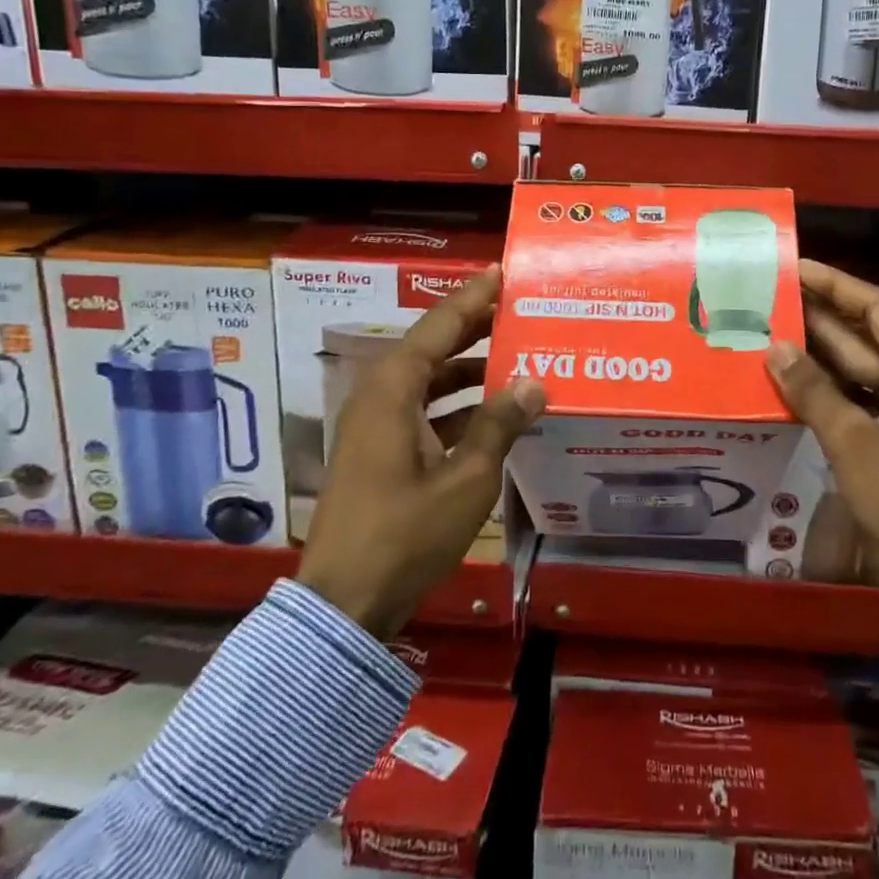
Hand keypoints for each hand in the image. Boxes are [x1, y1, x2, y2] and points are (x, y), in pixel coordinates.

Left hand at [297, 266, 544, 637]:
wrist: (344, 605)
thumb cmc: (405, 535)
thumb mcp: (466, 479)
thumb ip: (500, 424)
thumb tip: (534, 382)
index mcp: (393, 391)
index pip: (438, 326)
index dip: (472, 298)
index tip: (501, 273)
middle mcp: (380, 398)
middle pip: (432, 348)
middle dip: (474, 328)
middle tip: (517, 309)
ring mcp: (376, 427)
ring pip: (428, 381)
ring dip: (468, 369)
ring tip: (515, 357)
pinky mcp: (380, 454)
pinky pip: (423, 411)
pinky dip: (457, 405)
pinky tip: (494, 414)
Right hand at [765, 259, 878, 592]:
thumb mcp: (856, 442)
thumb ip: (813, 391)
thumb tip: (774, 347)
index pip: (876, 308)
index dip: (835, 284)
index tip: (795, 267)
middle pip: (864, 336)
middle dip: (818, 317)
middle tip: (769, 298)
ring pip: (856, 370)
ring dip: (816, 354)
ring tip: (767, 331)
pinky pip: (854, 401)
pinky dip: (823, 390)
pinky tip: (786, 381)